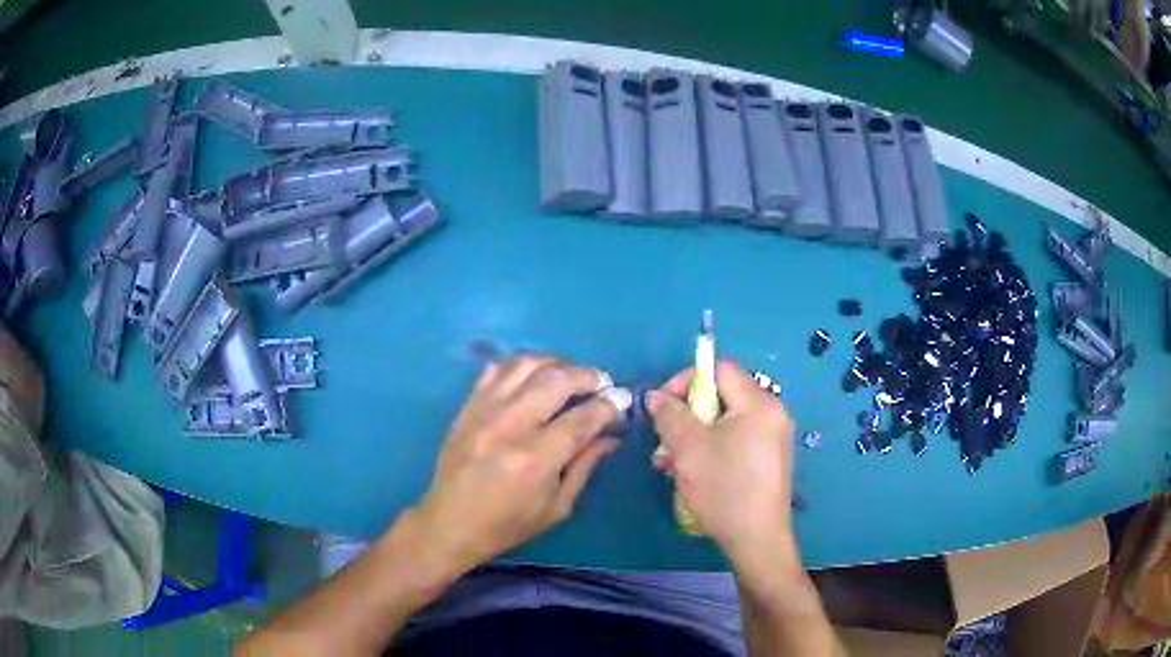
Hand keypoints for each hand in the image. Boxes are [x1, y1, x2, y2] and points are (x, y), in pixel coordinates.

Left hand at [411, 355, 624, 576]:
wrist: (449, 523)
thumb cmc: (507, 525)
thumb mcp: (557, 507)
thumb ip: (585, 466)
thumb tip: (611, 436)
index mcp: (535, 459)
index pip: (582, 418)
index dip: (609, 405)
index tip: (622, 400)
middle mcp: (509, 426)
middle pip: (556, 380)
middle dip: (588, 375)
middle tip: (602, 383)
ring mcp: (484, 411)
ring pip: (526, 365)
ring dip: (557, 364)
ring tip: (571, 376)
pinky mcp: (467, 406)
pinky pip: (496, 369)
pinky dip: (521, 365)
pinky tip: (534, 377)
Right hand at [646, 360, 795, 562]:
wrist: (757, 540)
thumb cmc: (724, 489)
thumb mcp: (688, 449)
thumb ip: (669, 415)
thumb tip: (655, 396)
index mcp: (759, 403)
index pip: (719, 369)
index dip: (685, 380)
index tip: (662, 408)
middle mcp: (772, 412)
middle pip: (721, 396)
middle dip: (686, 416)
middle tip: (664, 444)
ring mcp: (773, 436)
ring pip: (724, 421)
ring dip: (693, 436)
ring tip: (669, 464)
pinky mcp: (769, 458)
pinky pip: (736, 438)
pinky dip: (711, 448)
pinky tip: (691, 473)